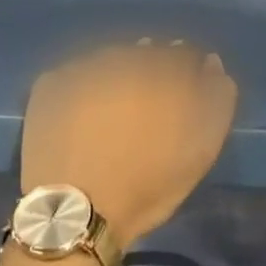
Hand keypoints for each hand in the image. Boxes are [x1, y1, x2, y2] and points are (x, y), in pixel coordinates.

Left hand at [21, 41, 237, 250]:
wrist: (76, 212)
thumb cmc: (148, 183)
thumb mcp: (202, 148)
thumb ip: (216, 98)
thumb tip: (210, 63)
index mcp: (162, 68)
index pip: (183, 54)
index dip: (187, 73)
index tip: (184, 98)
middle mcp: (122, 56)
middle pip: (145, 53)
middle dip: (151, 72)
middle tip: (147, 109)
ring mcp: (82, 66)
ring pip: (108, 61)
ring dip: (116, 77)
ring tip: (113, 113)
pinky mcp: (49, 82)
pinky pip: (75, 76)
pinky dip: (83, 88)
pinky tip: (82, 116)